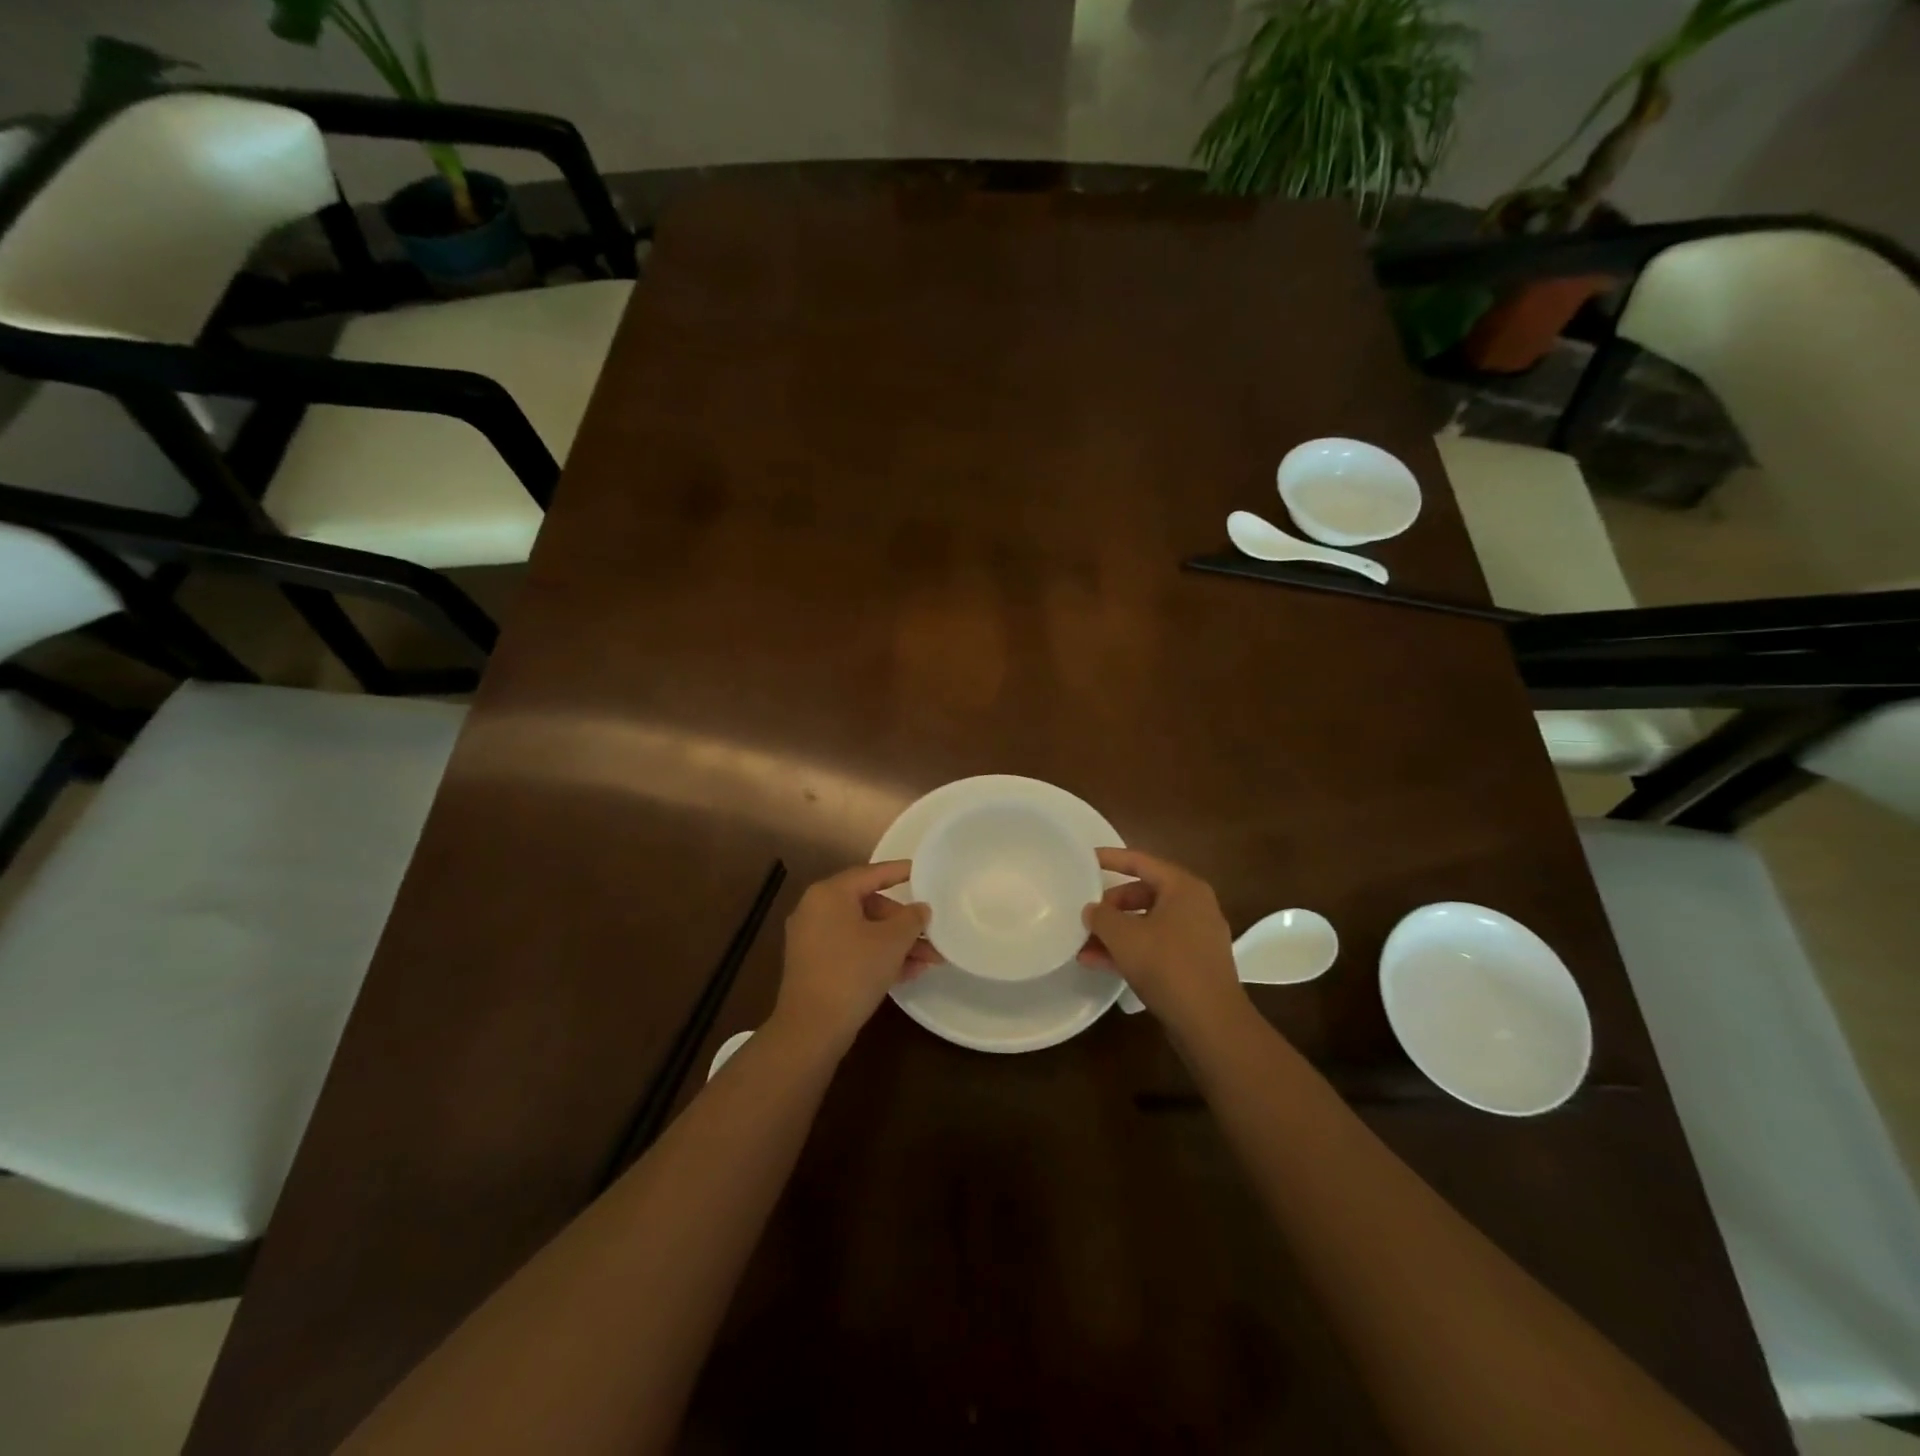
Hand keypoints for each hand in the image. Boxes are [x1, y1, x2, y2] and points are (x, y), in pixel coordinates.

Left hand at [772, 861, 935, 1055]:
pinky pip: (851, 950)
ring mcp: (812, 939)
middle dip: (903, 922)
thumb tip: (920, 908)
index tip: (922, 871)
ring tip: (929, 960)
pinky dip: (877, 956)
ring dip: (896, 943)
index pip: (871, 874)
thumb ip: (911, 919)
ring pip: (863, 931)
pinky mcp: (814, 965)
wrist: (811, 1029)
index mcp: (830, 894)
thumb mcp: (892, 942)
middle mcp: (815, 909)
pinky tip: (908, 973)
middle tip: (930, 934)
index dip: (899, 872)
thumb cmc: (853, 972)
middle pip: (869, 905)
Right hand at [1079, 848, 1245, 1032]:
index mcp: (1183, 888)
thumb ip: (1102, 917)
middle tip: (1086, 914)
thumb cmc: (1167, 966)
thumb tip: (1092, 910)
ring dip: (1116, 933)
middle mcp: (1194, 906)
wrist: (1211, 1023)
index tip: (1085, 859)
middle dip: (1111, 906)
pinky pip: (1156, 946)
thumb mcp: (1124, 937)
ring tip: (1083, 945)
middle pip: (1144, 894)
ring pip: (1147, 923)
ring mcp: (1197, 937)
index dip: (1111, 859)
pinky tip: (1099, 963)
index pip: (1141, 861)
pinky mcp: (1194, 964)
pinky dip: (1130, 950)